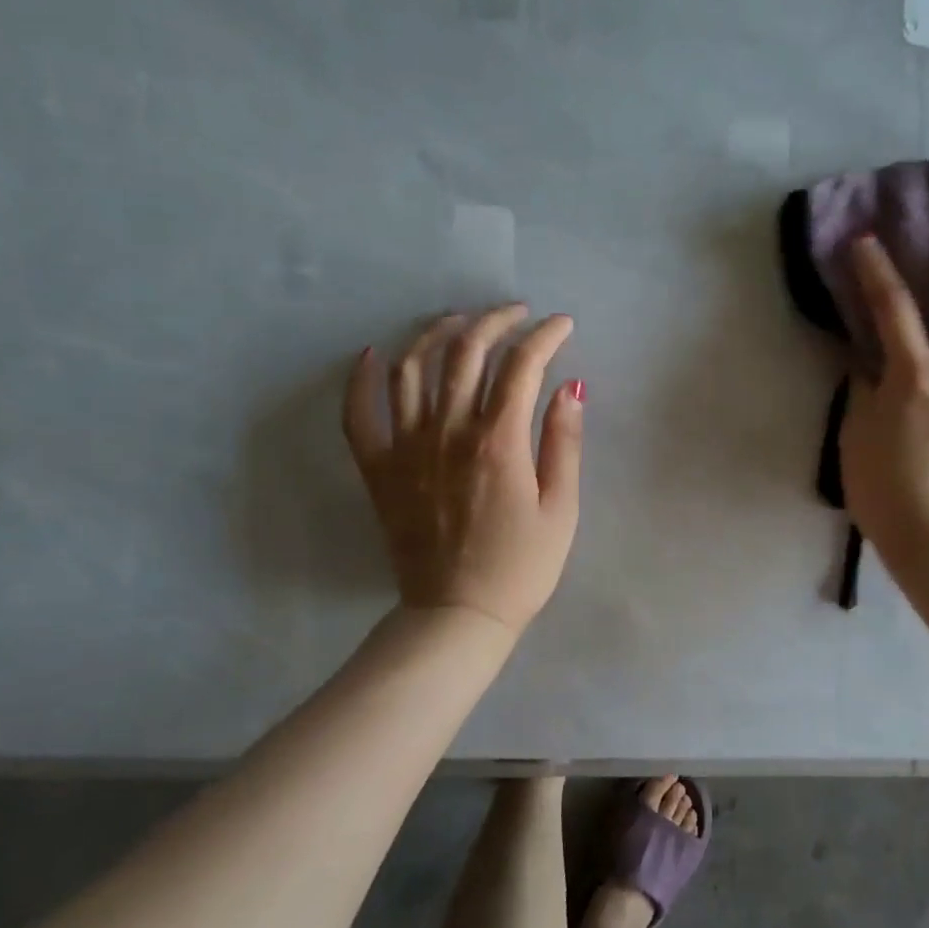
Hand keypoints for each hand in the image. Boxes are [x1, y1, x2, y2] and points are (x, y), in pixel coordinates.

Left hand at [343, 305, 583, 634]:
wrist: (458, 614)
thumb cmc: (521, 566)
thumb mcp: (561, 509)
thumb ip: (564, 442)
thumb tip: (570, 387)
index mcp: (498, 441)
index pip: (522, 365)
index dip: (545, 336)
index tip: (562, 325)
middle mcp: (448, 431)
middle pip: (466, 351)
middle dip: (495, 320)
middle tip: (516, 313)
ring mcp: (406, 447)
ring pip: (412, 367)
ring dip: (437, 332)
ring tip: (459, 321)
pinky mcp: (378, 468)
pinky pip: (358, 413)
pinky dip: (361, 378)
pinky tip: (373, 354)